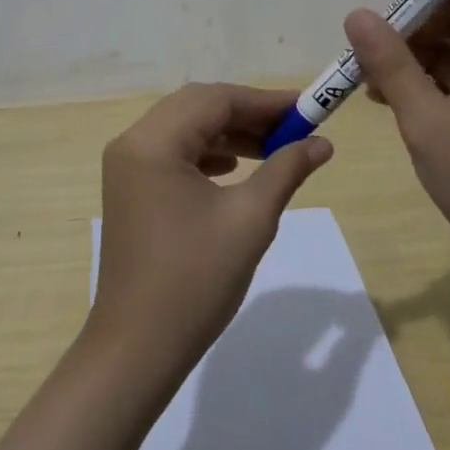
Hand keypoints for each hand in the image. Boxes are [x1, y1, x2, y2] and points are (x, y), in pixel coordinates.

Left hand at [87, 83, 331, 381]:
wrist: (137, 349)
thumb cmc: (195, 281)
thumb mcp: (250, 220)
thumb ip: (286, 169)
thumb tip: (322, 143)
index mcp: (153, 143)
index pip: (215, 100)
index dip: (264, 101)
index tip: (306, 109)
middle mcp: (132, 143)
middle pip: (196, 107)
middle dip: (246, 114)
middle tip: (292, 127)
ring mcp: (127, 167)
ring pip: (184, 128)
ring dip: (227, 132)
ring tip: (272, 148)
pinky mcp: (130, 189)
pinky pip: (172, 152)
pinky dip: (206, 152)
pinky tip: (233, 167)